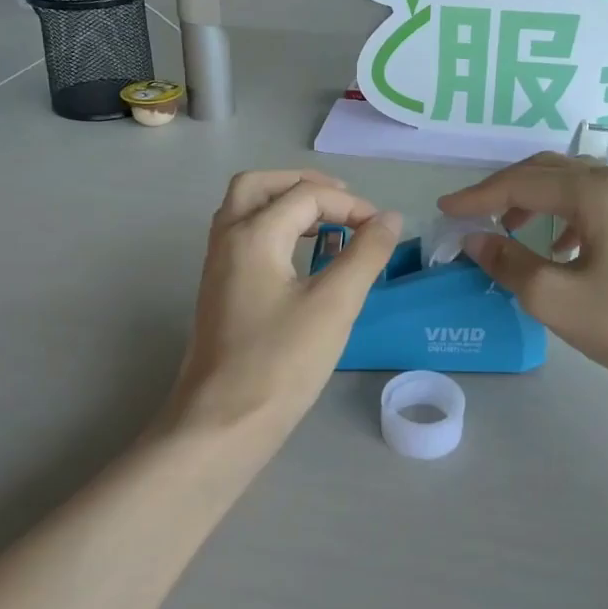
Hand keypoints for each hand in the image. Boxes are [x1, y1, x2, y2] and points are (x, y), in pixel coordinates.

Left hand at [161, 170, 401, 442]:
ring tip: (327, 225)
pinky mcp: (219, 291)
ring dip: (285, 205)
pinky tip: (302, 259)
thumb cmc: (281, 362)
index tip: (382, 231)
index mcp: (253, 235)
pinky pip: (244, 239)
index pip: (306, 197)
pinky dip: (274, 230)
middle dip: (302, 185)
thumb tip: (390, 219)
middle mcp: (227, 240)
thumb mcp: (334, 305)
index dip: (350, 206)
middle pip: (258, 186)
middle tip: (341, 201)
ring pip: (246, 211)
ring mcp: (217, 266)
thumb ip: (365, 254)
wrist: (223, 423)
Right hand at [439, 153, 607, 399]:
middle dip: (505, 190)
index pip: (521, 183)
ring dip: (536, 201)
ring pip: (574, 186)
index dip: (477, 196)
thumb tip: (475, 239)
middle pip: (549, 172)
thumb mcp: (555, 298)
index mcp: (596, 190)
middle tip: (473, 213)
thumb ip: (508, 262)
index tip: (444, 209)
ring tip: (511, 230)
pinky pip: (598, 204)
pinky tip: (561, 249)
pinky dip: (566, 217)